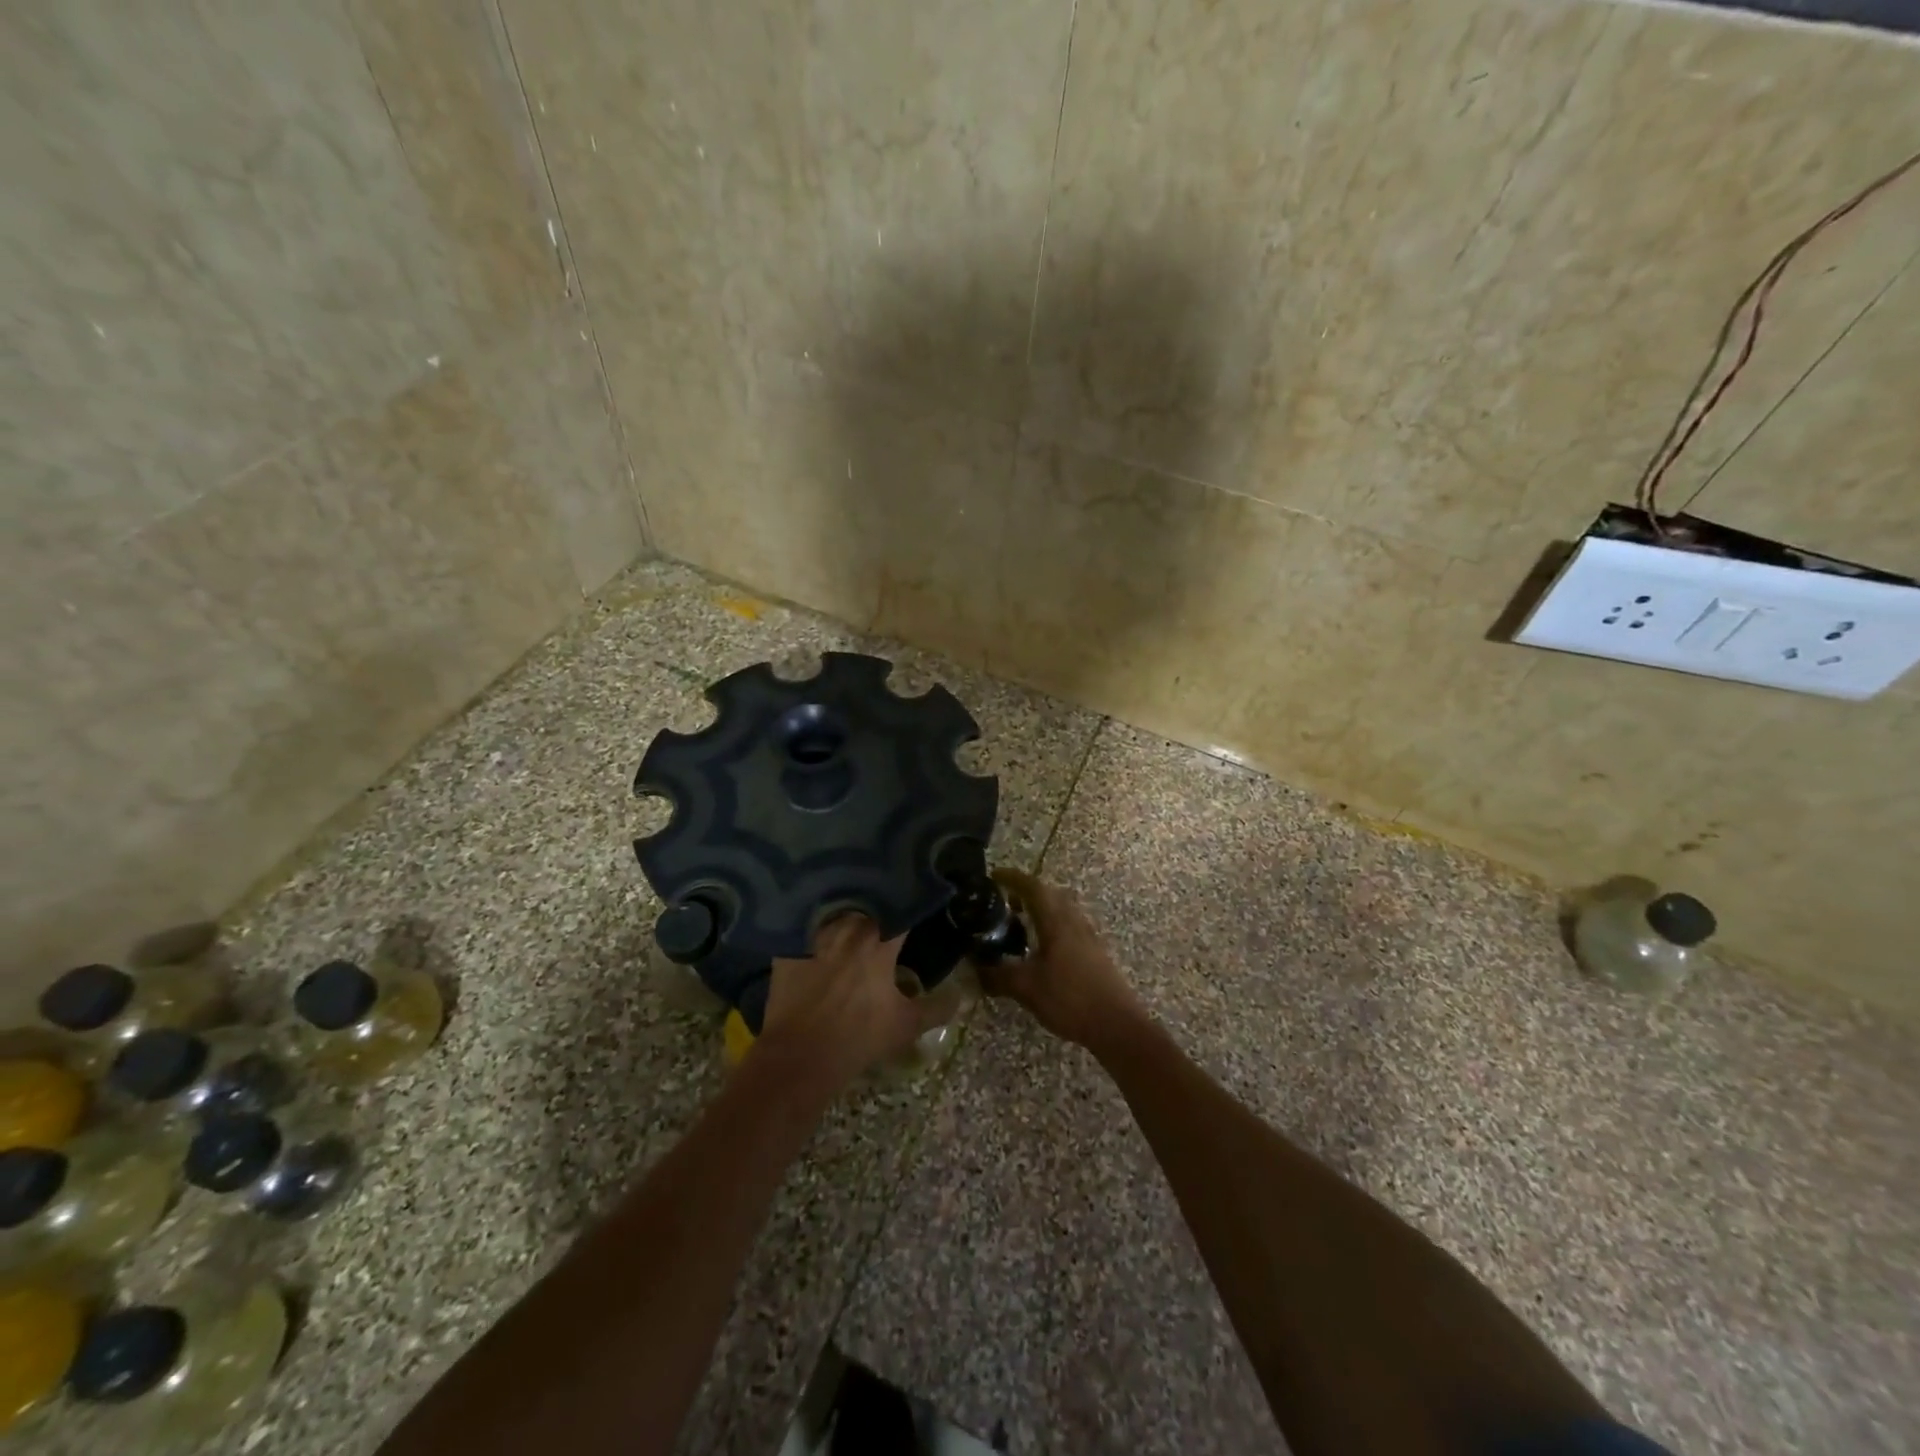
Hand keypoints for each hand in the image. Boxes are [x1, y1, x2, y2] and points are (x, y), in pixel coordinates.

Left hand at [759, 915, 925, 1091]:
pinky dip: (814, 932)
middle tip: (884, 921)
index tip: (915, 913)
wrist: (799, 1057)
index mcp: (879, 941)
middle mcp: (847, 928)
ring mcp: (814, 935)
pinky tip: (819, 942)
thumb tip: (959, 995)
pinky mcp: (789, 948)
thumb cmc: (858, 1038)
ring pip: (837, 914)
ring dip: (848, 919)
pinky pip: (806, 930)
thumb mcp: (906, 1025)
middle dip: (878, 912)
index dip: (910, 909)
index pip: (901, 911)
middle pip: (867, 907)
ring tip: (853, 928)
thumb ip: (936, 1007)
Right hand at [982, 870, 1145, 1050]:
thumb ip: (998, 975)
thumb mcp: (1026, 988)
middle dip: (1026, 892)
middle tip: (1004, 901)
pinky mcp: (1095, 953)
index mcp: (1057, 922)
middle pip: (1050, 895)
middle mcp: (1074, 922)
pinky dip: (1052, 927)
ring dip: (1041, 910)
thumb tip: (975, 967)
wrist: (1117, 1025)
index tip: (994, 875)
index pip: (1033, 888)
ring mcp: (1088, 937)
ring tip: (1021, 924)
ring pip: (1062, 911)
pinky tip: (1042, 949)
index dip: (1012, 878)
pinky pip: (1070, 927)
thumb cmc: (1070, 999)